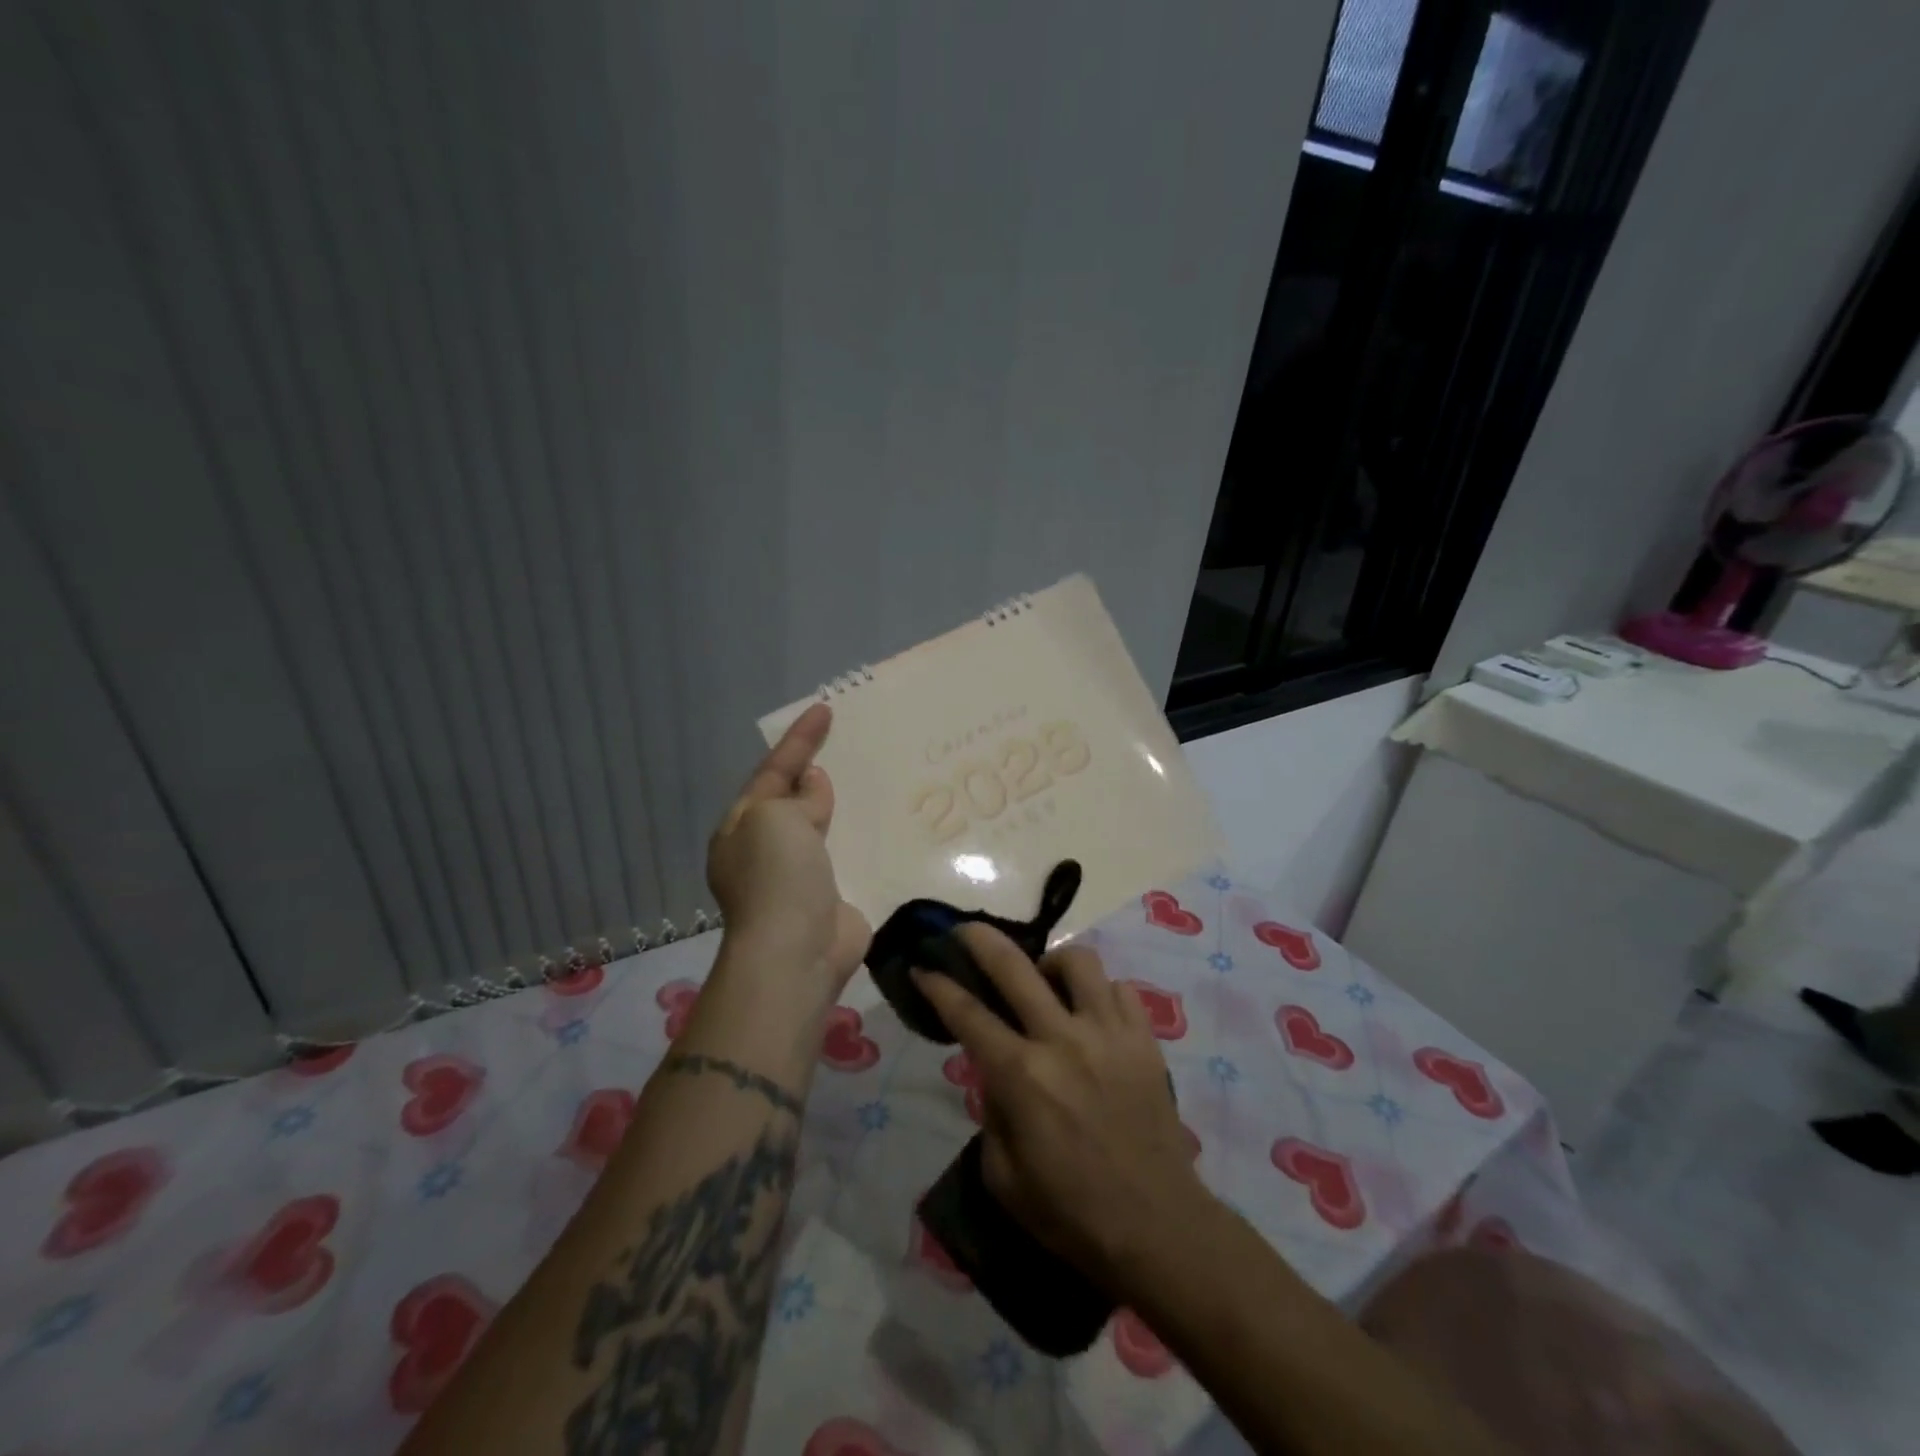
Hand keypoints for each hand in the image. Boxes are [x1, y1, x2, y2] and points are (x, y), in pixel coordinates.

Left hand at [707, 703, 871, 1000]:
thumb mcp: (776, 820)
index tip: (824, 709)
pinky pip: (849, 854)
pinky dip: (863, 836)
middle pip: (794, 798)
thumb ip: (797, 797)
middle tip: (849, 741)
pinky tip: (888, 822)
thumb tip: (812, 784)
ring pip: (824, 826)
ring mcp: (799, 876)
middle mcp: (767, 849)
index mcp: (742, 827)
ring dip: (843, 803)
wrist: (796, 953)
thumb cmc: (777, 878)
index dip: (798, 740)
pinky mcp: (833, 895)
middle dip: (817, 771)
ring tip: (875, 774)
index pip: (771, 771)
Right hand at [914, 925, 1208, 1295]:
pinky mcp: (1145, 1039)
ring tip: (1045, 982)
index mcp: (1021, 1076)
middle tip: (964, 932)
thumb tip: (995, 1072)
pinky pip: (1120, 989)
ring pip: (1076, 961)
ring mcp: (1109, 1033)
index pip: (968, 1014)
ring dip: (1051, 963)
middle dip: (980, 939)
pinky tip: (1091, 1013)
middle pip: (1014, 966)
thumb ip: (991, 1111)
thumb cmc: (1072, 1213)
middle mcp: (1062, 1039)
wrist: (1159, 1227)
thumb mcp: (1003, 1176)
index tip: (923, 966)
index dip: (939, 985)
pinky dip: (1099, 993)